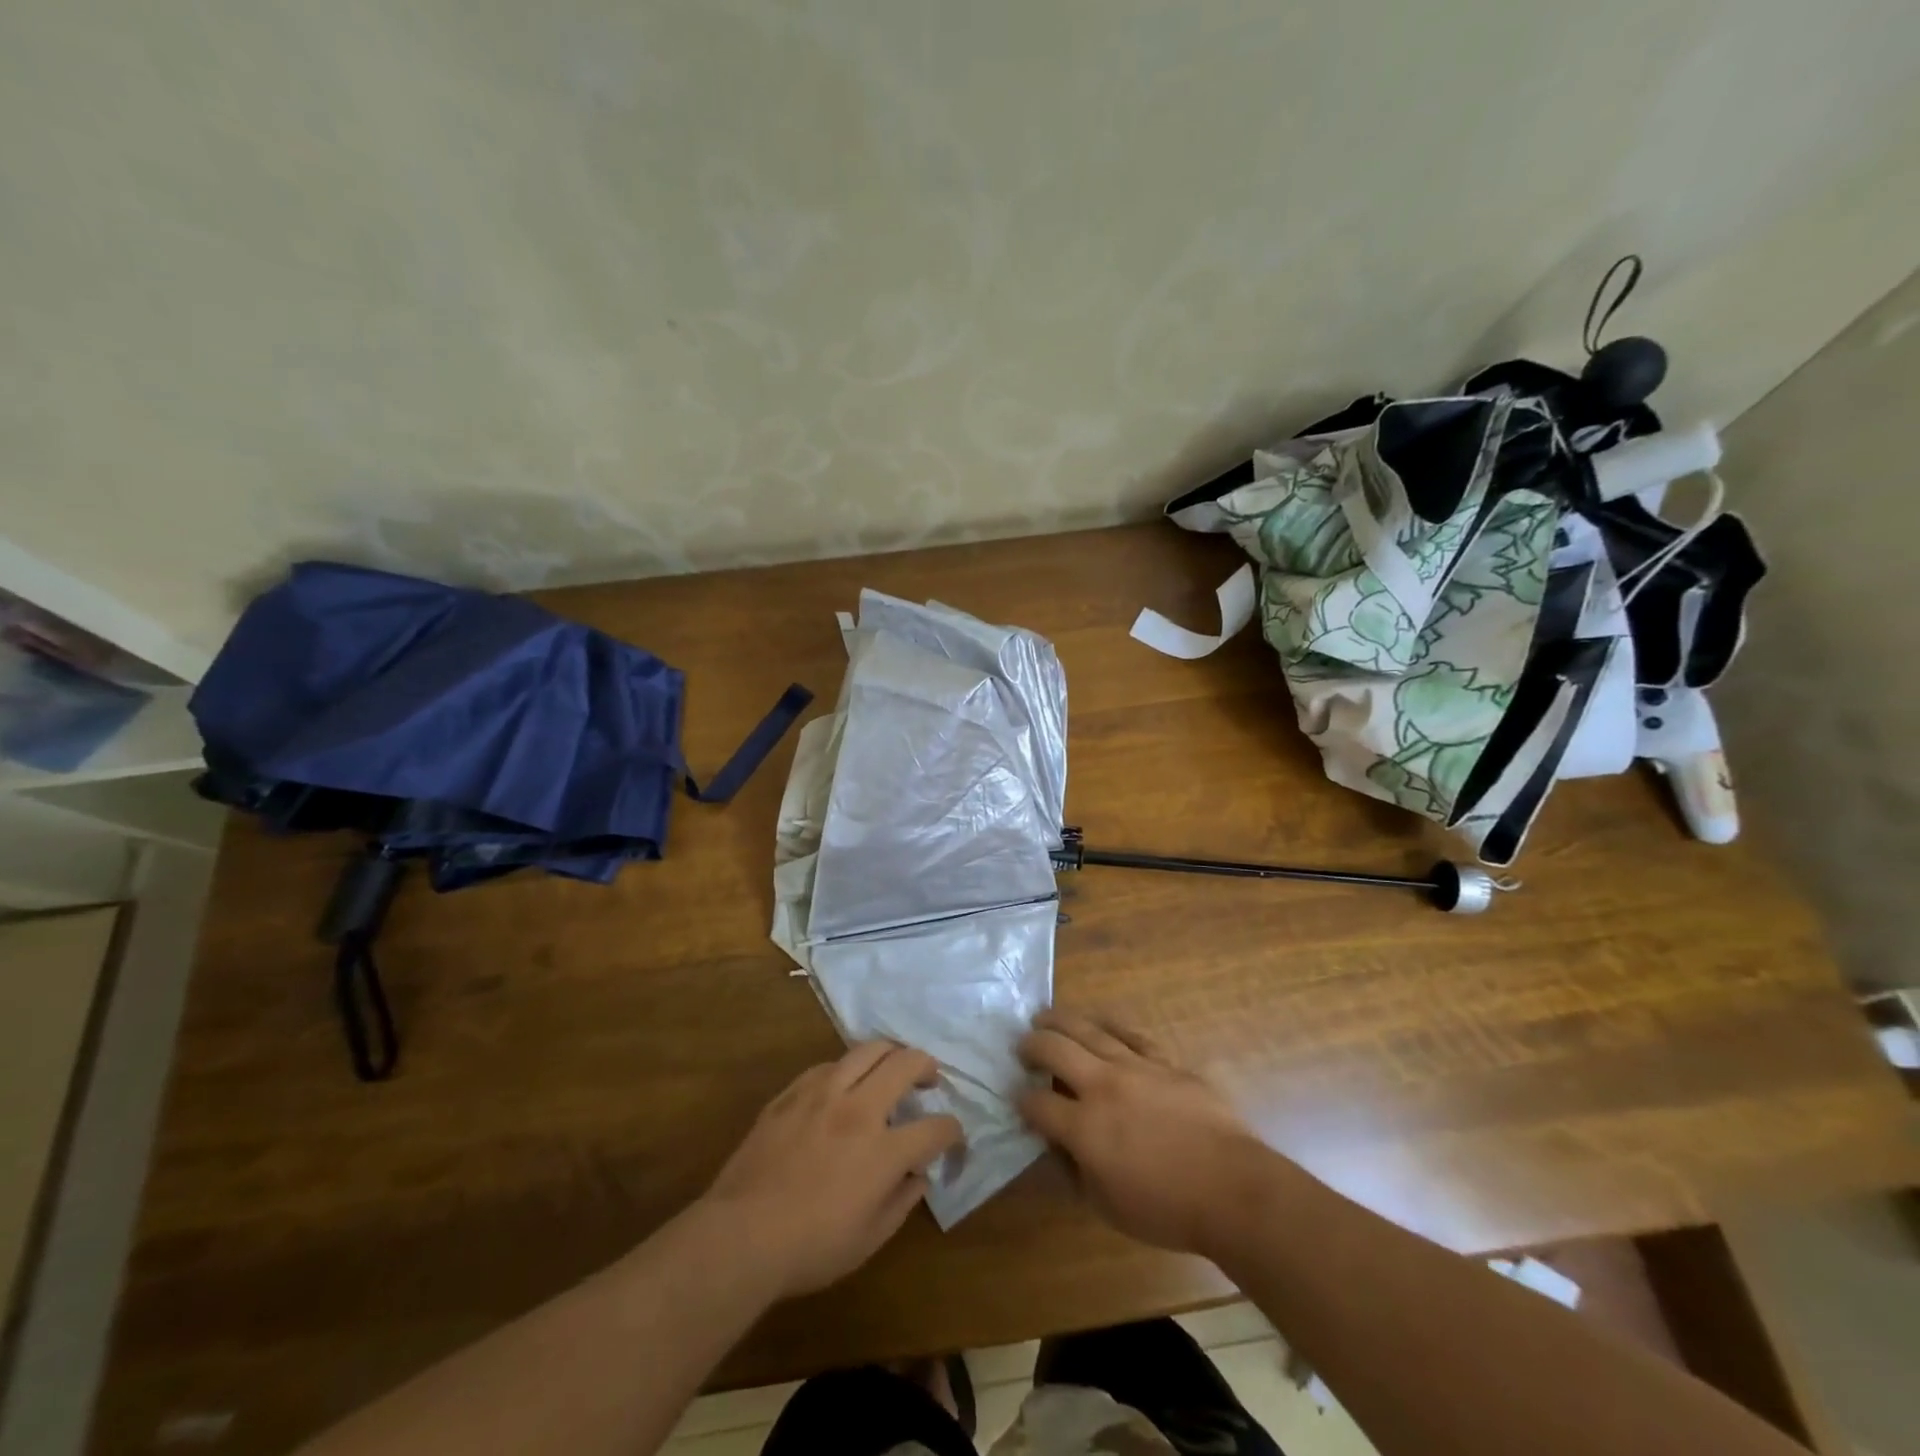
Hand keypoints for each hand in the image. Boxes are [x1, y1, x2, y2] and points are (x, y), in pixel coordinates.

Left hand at [699, 1041, 964, 1297]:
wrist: (741, 1234)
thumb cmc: (810, 1248)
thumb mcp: (869, 1239)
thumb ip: (901, 1201)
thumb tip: (918, 1175)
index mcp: (884, 1151)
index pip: (936, 1127)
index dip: (952, 1130)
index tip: (953, 1136)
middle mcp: (859, 1110)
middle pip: (906, 1063)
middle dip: (927, 1066)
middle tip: (929, 1079)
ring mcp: (823, 1094)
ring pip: (868, 1050)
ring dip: (890, 1054)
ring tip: (892, 1066)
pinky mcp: (793, 1092)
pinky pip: (829, 1065)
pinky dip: (848, 1069)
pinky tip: (845, 1084)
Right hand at [1018, 1009, 1262, 1253]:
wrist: (1232, 1189)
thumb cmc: (1167, 1209)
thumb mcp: (1107, 1206)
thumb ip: (1075, 1171)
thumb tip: (1058, 1145)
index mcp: (1084, 1127)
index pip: (1036, 1104)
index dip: (1021, 1101)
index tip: (1017, 1099)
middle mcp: (1102, 1086)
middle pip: (1055, 1050)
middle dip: (1031, 1045)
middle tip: (1021, 1046)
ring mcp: (1135, 1067)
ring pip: (1089, 1030)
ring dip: (1061, 1020)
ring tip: (1045, 1016)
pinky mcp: (1164, 1061)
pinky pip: (1130, 1034)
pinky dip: (1109, 1025)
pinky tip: (1099, 1022)